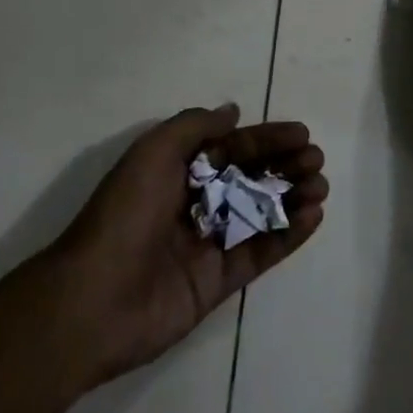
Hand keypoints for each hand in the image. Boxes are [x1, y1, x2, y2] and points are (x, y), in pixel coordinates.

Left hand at [49, 104, 326, 386]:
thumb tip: (233, 112)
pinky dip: (287, 235)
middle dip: (285, 166)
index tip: (302, 134)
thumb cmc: (125, 214)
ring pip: (260, 214)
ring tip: (320, 187)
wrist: (93, 300)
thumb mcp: (154, 152)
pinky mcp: (218, 282)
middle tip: (316, 161)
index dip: (267, 139)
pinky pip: (260, 253)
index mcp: (178, 170)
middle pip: (250, 178)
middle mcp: (196, 203)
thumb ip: (195, 126)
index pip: (232, 148)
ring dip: (292, 197)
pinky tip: (312, 217)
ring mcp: (208, 243)